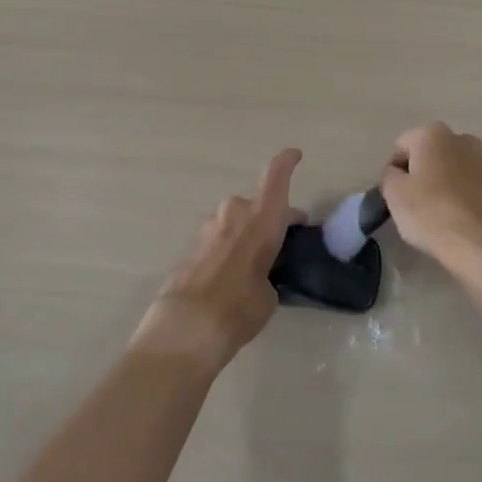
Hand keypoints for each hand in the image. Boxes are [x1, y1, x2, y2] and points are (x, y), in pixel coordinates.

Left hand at [130, 149, 302, 372]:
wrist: (187, 326)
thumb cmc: (240, 306)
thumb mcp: (269, 293)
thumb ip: (268, 274)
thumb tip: (258, 276)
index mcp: (262, 218)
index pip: (276, 177)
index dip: (286, 163)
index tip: (295, 155)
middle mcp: (235, 213)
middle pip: (257, 205)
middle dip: (270, 219)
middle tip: (282, 241)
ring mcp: (208, 228)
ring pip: (235, 222)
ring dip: (246, 234)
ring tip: (254, 265)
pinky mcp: (191, 246)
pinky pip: (219, 239)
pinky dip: (228, 249)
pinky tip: (230, 276)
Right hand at [380, 123, 481, 277]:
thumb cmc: (431, 212)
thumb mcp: (394, 193)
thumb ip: (389, 176)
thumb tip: (397, 174)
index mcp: (433, 133)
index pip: (401, 146)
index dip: (393, 171)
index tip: (393, 195)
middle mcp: (460, 139)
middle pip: (428, 155)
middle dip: (418, 174)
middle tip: (411, 203)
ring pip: (449, 170)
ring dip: (439, 185)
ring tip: (432, 215)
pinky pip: (466, 187)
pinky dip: (457, 198)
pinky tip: (452, 221)